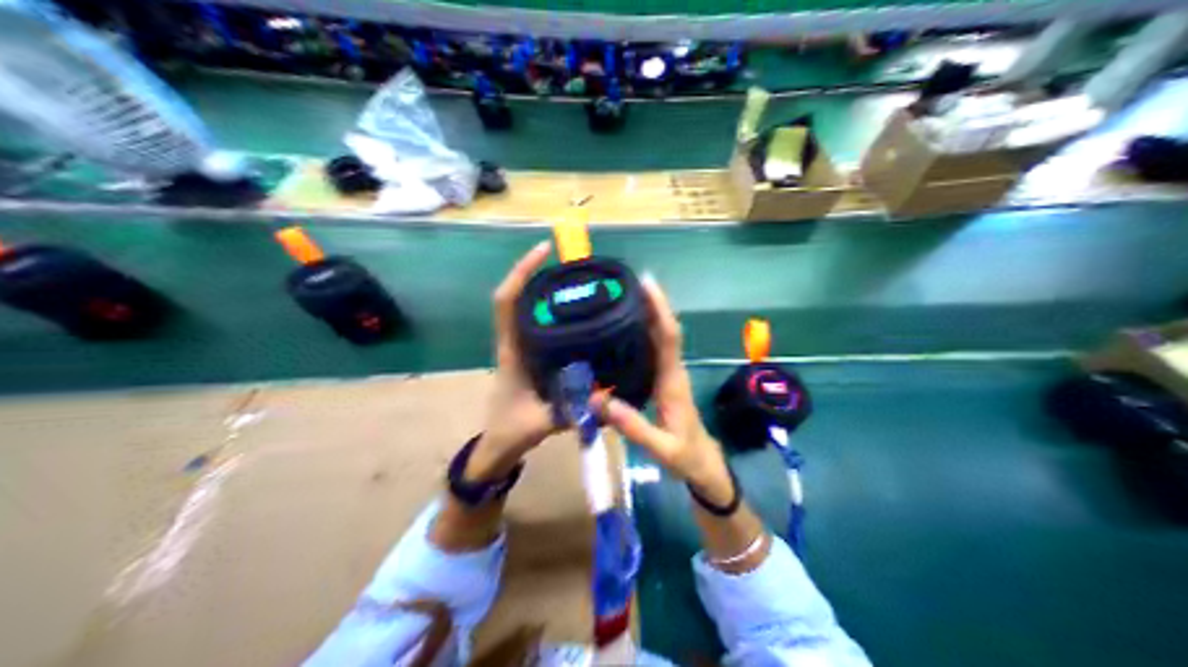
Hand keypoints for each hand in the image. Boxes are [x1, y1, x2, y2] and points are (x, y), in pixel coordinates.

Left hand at [467, 244, 560, 482]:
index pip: (506, 303)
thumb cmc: (511, 431)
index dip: (520, 273)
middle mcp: (514, 343)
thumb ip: (571, 412)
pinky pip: (541, 327)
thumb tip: (607, 399)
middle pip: (519, 298)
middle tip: (573, 265)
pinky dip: (557, 315)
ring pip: (530, 311)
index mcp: (510, 351)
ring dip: (548, 292)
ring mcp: (521, 349)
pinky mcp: (531, 358)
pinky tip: (583, 318)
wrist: (498, 446)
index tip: (543, 251)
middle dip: (539, 274)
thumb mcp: (541, 422)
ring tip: (581, 283)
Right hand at [592, 276, 733, 505]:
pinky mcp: (664, 382)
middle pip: (664, 329)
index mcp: (673, 381)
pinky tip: (622, 332)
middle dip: (650, 304)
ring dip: (646, 315)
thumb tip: (599, 399)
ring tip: (619, 298)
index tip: (646, 284)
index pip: (668, 337)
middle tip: (623, 283)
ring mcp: (669, 375)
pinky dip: (642, 334)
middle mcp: (673, 371)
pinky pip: (653, 350)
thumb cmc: (686, 457)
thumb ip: (633, 426)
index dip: (659, 309)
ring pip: (659, 337)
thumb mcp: (661, 448)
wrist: (704, 465)